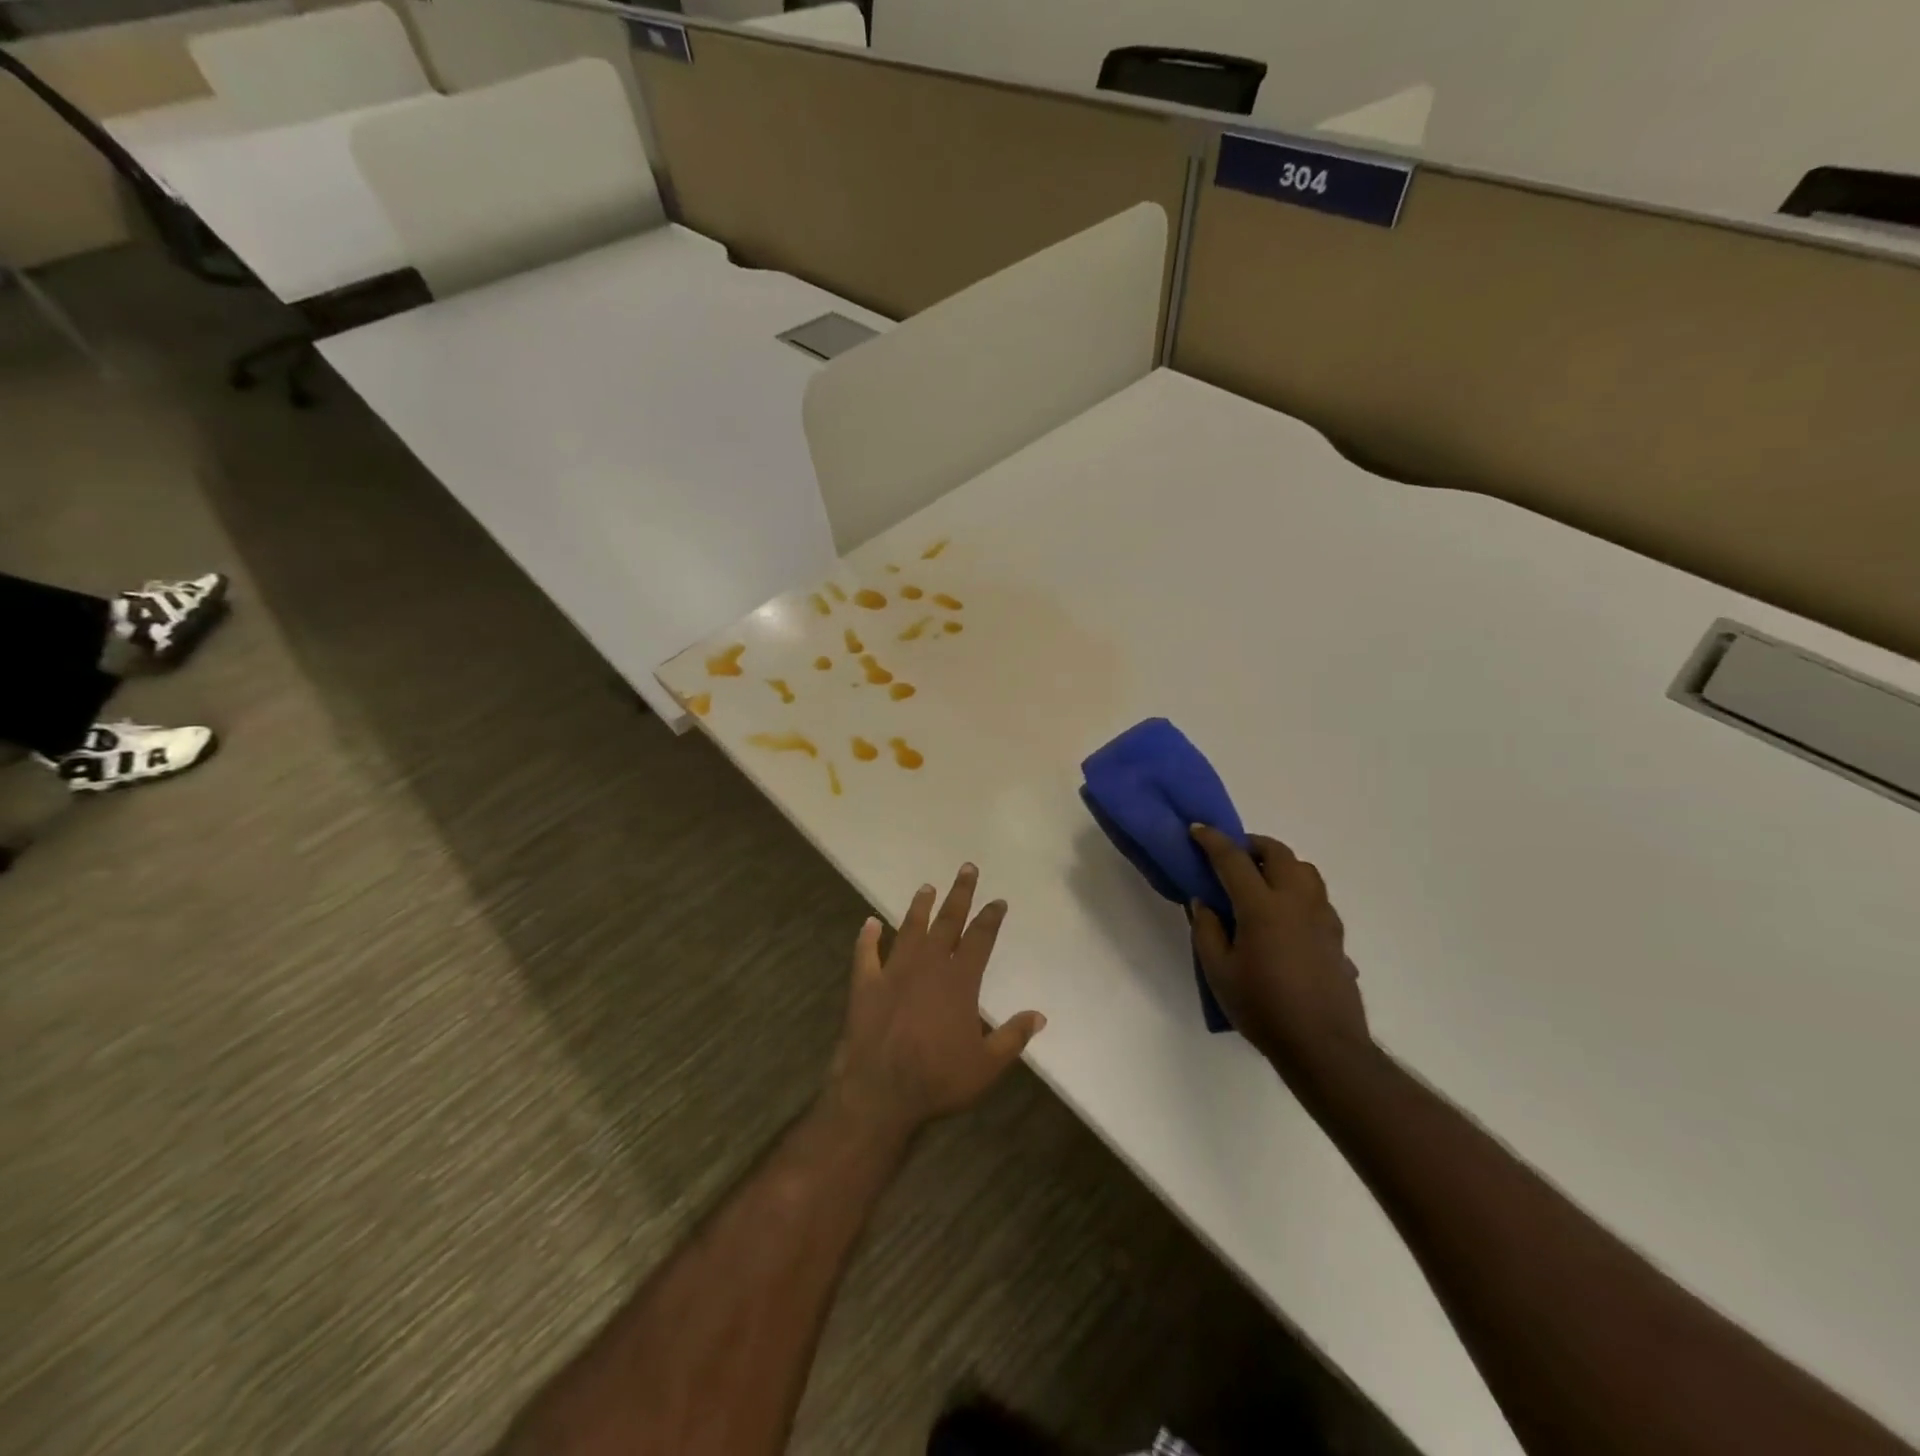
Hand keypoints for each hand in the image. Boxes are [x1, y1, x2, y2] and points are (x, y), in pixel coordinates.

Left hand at [827, 865, 1045, 1141]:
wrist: (879, 1092)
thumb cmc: (938, 1079)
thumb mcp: (986, 1065)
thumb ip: (1013, 1037)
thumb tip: (1040, 1016)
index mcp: (959, 980)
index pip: (980, 939)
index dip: (991, 917)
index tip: (998, 901)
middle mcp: (928, 965)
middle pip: (947, 921)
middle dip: (960, 894)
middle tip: (967, 868)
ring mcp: (893, 972)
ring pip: (909, 929)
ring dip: (919, 907)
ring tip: (927, 887)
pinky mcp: (865, 984)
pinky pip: (866, 954)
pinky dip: (867, 938)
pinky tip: (869, 923)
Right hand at [1189, 826, 1372, 1090]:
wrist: (1323, 1046)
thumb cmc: (1263, 1008)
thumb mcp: (1218, 972)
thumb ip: (1208, 931)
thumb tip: (1206, 902)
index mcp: (1262, 907)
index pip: (1233, 860)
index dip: (1212, 840)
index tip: (1197, 829)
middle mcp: (1296, 902)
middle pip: (1279, 853)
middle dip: (1253, 845)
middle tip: (1233, 854)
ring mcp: (1323, 918)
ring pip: (1306, 871)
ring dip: (1281, 864)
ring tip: (1262, 881)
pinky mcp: (1337, 937)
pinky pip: (1318, 898)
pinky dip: (1298, 892)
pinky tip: (1286, 917)